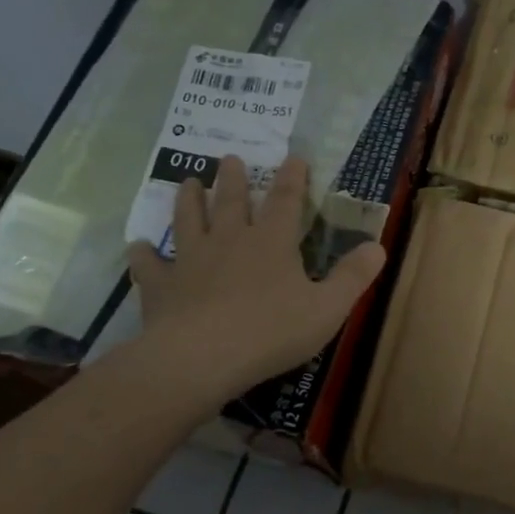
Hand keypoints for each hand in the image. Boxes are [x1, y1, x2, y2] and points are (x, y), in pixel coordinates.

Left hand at [127, 155, 385, 401]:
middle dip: (232, 178)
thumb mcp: (327, 308)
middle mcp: (229, 240)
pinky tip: (136, 247)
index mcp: (271, 242)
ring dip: (188, 200)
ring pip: (188, 220)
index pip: (286, 200)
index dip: (292, 178)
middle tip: (229, 158)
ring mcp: (191, 260)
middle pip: (230, 201)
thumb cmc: (272, 331)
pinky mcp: (161, 286)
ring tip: (187, 182)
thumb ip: (353, 277)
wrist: (203, 357)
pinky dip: (143, 255)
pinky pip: (149, 265)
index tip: (293, 156)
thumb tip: (378, 246)